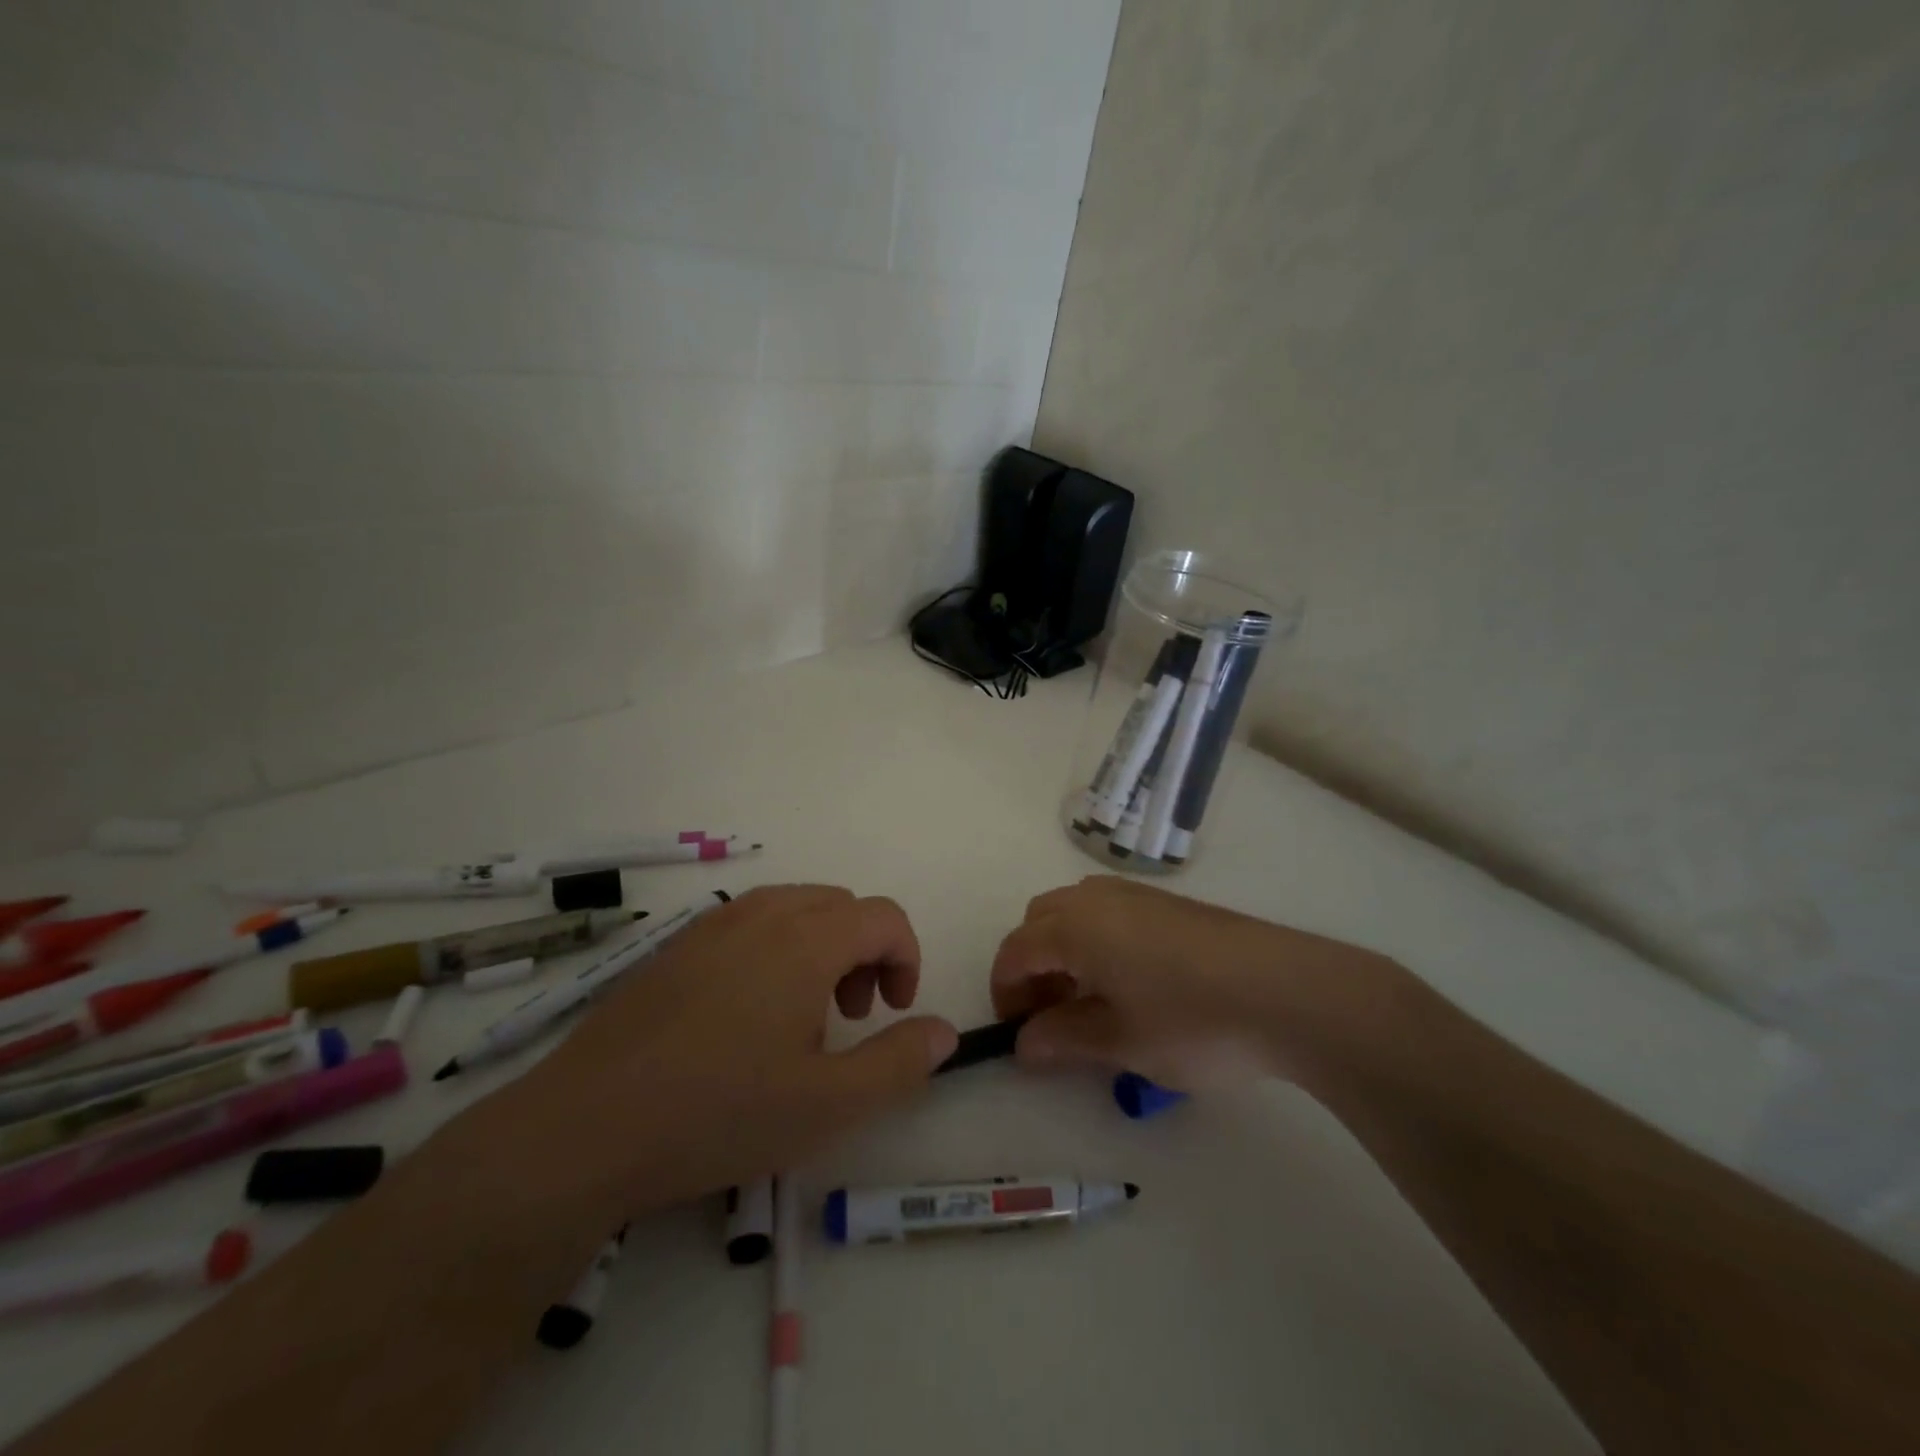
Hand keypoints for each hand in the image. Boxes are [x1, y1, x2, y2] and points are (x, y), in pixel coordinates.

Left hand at [469, 885, 958, 1223]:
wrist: (583, 1129)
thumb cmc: (719, 1113)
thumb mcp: (829, 1104)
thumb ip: (899, 1061)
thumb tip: (945, 1031)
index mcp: (805, 939)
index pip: (883, 916)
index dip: (906, 958)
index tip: (895, 1012)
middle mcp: (761, 915)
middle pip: (840, 905)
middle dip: (865, 951)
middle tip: (851, 1016)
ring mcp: (711, 925)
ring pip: (793, 908)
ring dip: (821, 946)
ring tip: (803, 1014)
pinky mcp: (675, 946)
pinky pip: (748, 923)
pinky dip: (775, 949)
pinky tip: (746, 1015)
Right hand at [990, 876, 1386, 1091]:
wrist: (1288, 991)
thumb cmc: (1193, 1021)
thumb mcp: (1121, 1043)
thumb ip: (1063, 1039)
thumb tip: (1024, 1043)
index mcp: (1074, 927)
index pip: (1015, 951)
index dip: (1006, 992)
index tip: (1018, 1033)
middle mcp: (1096, 898)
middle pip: (1039, 921)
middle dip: (1032, 966)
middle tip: (1052, 1015)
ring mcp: (1136, 894)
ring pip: (1075, 911)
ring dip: (1064, 949)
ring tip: (1092, 1000)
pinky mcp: (1170, 902)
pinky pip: (1109, 911)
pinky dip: (1097, 939)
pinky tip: (1133, 981)